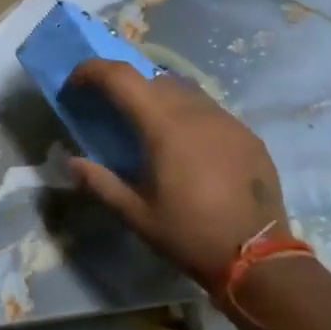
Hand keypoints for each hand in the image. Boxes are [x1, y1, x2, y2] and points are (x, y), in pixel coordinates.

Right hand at [66, 60, 288, 292]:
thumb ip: (100, 182)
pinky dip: (187, 115)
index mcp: (165, 126)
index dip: (92, 71)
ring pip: (183, 90)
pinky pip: (209, 110)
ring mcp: (227, 120)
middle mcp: (196, 112)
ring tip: (148, 127)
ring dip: (157, 98)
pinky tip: (186, 146)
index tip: (75, 85)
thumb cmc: (190, 234)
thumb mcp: (136, 215)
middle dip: (124, 86)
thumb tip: (71, 161)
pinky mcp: (247, 134)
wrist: (259, 259)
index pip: (121, 76)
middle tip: (109, 111)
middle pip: (151, 79)